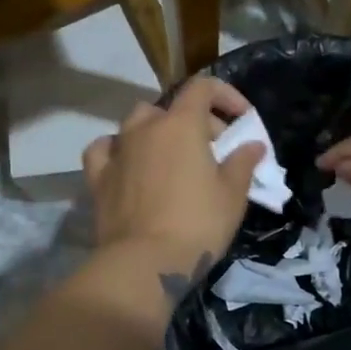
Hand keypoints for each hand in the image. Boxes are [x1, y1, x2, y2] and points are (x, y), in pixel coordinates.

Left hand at [82, 77, 262, 282]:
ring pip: (136, 123)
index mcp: (181, 124)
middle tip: (216, 152)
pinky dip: (118, 149)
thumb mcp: (233, 195)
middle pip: (172, 108)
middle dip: (198, 122)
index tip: (242, 119)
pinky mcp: (98, 177)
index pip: (203, 87)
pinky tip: (127, 162)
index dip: (225, 95)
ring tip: (173, 156)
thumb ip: (243, 162)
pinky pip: (105, 149)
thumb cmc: (198, 224)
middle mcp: (145, 128)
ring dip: (158, 131)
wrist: (145, 262)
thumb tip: (252, 145)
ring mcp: (118, 150)